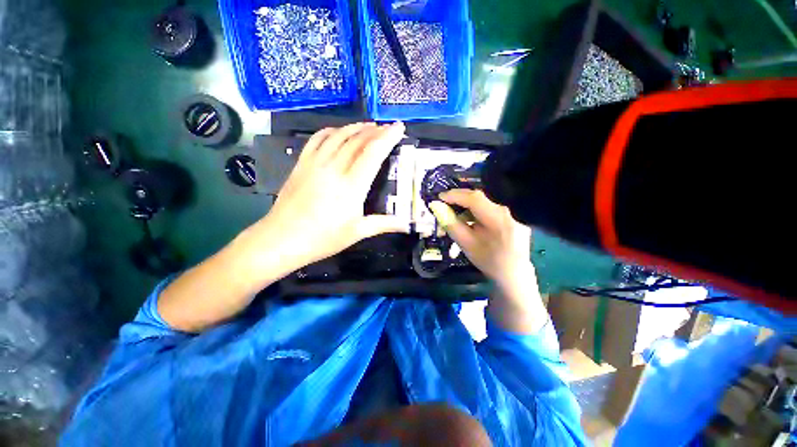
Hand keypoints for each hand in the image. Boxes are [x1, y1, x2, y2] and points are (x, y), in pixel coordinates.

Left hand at [245, 122, 408, 277]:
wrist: (282, 239)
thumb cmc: (323, 238)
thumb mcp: (357, 233)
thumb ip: (383, 224)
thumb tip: (406, 224)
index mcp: (352, 186)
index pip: (373, 154)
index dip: (387, 138)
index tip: (399, 127)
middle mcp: (334, 169)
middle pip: (357, 141)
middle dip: (375, 131)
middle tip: (388, 127)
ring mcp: (315, 164)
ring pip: (338, 135)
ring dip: (355, 127)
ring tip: (368, 125)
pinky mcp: (301, 164)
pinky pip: (317, 139)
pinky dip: (331, 131)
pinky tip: (338, 131)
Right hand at [431, 189, 531, 289]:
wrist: (514, 275)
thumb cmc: (488, 261)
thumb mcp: (466, 244)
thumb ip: (451, 225)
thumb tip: (437, 207)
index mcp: (497, 219)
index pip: (474, 198)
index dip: (455, 195)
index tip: (440, 197)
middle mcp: (506, 212)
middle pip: (479, 199)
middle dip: (460, 200)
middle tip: (444, 204)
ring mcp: (512, 215)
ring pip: (484, 205)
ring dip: (468, 208)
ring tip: (457, 218)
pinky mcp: (513, 219)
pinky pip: (491, 211)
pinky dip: (478, 213)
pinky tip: (472, 223)